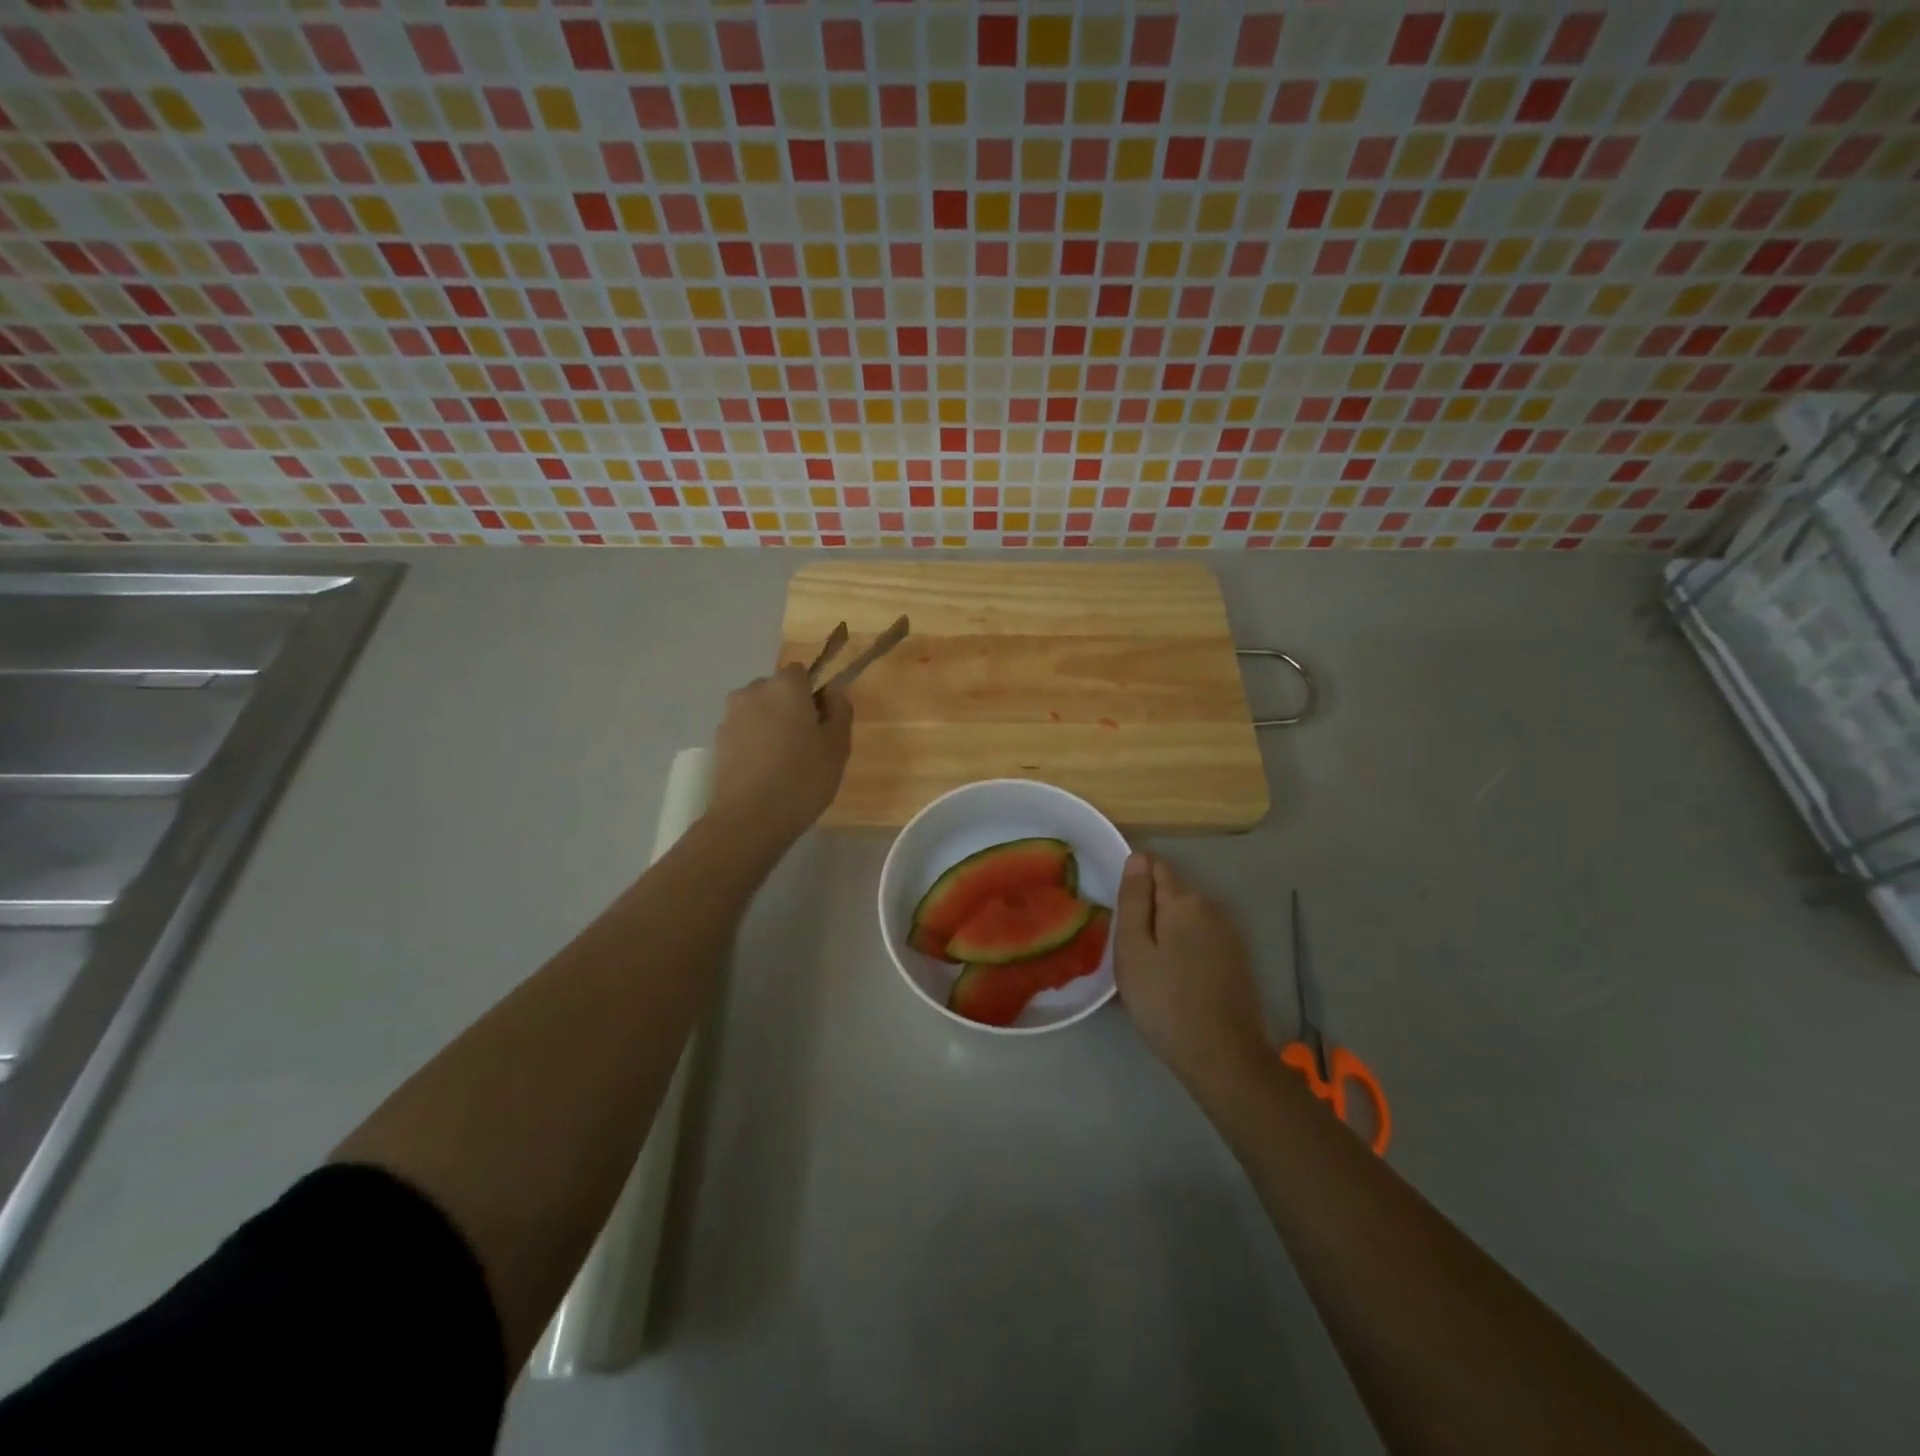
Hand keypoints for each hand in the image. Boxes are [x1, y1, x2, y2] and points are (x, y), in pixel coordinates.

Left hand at [709, 664, 851, 841]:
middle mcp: (753, 691)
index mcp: (785, 686)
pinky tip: (764, 772)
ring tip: (783, 761)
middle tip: (806, 744)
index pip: (801, 673)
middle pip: (777, 690)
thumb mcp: (838, 745)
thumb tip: (832, 691)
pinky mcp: (717, 741)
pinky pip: (743, 732)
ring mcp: (730, 716)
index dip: (813, 694)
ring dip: (770, 725)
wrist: (749, 819)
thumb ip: (840, 710)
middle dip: (789, 708)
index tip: (822, 723)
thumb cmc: (803, 778)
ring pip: (758, 711)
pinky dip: (754, 743)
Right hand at [1114, 852, 1269, 1083]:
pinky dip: (1183, 949)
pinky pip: (1199, 939)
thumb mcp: (1134, 950)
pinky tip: (1173, 980)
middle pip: (1170, 892)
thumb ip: (1134, 900)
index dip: (1132, 881)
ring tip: (1148, 968)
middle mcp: (1211, 907)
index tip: (1119, 914)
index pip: (1154, 865)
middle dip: (1148, 910)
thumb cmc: (1165, 1002)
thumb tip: (1137, 857)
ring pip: (1184, 917)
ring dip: (1165, 931)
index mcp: (1184, 900)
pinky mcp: (1236, 959)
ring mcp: (1228, 934)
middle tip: (1128, 950)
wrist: (1223, 1058)